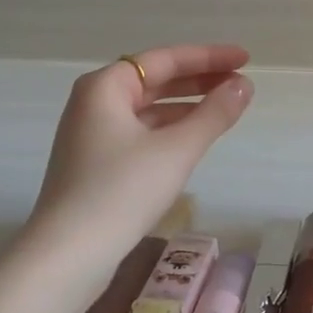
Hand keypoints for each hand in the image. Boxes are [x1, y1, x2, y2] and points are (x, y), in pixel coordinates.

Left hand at [29, 44, 252, 255]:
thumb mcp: (177, 149)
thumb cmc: (121, 191)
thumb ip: (214, 113)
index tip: (245, 58)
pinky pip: (141, 132)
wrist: (68, 256)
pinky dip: (170, 130)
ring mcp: (92, 135)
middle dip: (199, 80)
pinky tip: (195, 139)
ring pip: (149, 109)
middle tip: (240, 82)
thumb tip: (244, 84)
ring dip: (187, 106)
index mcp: (105, 87)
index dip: (209, 56)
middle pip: (155, 80)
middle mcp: (94, 103)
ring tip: (226, 108)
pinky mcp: (96, 164)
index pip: (165, 59)